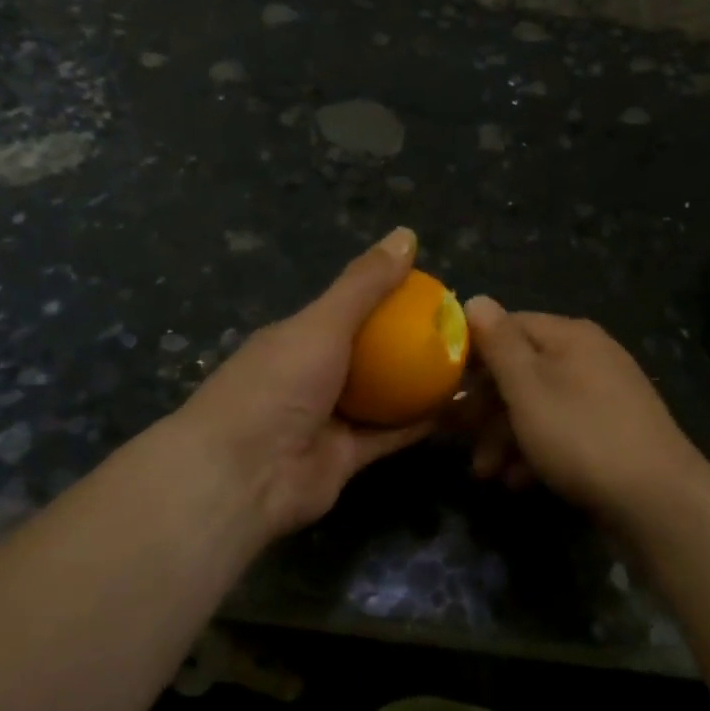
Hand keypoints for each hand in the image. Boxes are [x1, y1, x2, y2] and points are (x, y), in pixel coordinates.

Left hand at [170, 228, 432, 544]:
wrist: (243, 476)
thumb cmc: (277, 385)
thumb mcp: (322, 323)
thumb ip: (364, 284)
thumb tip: (406, 234)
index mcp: (299, 338)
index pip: (349, 309)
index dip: (389, 298)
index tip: (434, 291)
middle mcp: (313, 375)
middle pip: (370, 353)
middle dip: (410, 342)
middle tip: (459, 330)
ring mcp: (329, 418)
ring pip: (384, 395)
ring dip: (420, 382)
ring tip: (467, 365)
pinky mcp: (346, 457)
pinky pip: (390, 435)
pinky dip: (420, 422)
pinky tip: (457, 407)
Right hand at [461, 297, 708, 521]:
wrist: (659, 499)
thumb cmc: (581, 436)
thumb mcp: (528, 389)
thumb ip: (499, 344)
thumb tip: (476, 298)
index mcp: (570, 336)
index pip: (509, 326)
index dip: (473, 353)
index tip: (446, 386)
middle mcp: (590, 355)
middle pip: (523, 370)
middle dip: (486, 407)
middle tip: (458, 439)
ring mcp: (606, 393)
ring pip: (541, 404)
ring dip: (506, 436)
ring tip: (487, 474)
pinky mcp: (615, 429)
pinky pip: (564, 429)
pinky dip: (538, 451)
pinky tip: (520, 481)